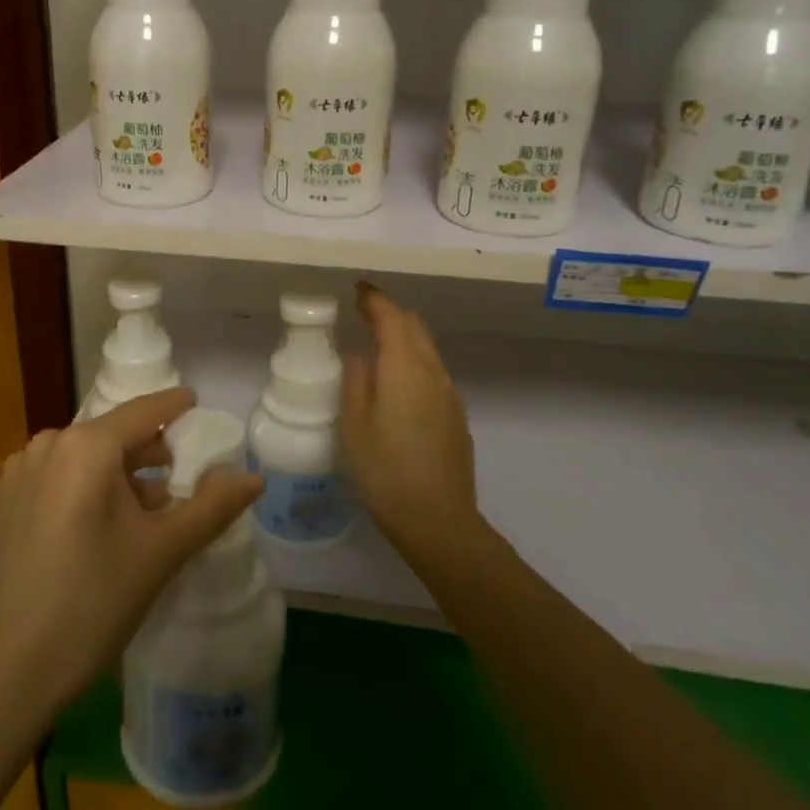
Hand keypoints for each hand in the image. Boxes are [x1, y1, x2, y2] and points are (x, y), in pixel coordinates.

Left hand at [0, 389, 264, 714]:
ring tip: (143, 512)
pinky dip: (82, 488)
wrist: (11, 669)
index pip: (143, 412)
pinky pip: (54, 477)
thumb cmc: (95, 602)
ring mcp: (18, 472)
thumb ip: (212, 507)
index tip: (196, 406)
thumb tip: (255, 478)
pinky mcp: (1, 501)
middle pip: (111, 435)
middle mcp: (47, 445)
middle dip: (147, 453)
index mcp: (85, 446)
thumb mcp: (162, 552)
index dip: (174, 407)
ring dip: (115, 475)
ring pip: (81, 457)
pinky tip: (96, 529)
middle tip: (178, 478)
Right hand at [341, 283, 476, 551]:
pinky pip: (433, 371)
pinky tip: (398, 381)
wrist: (438, 520)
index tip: (357, 290)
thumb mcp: (354, 426)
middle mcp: (432, 372)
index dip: (374, 299)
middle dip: (391, 313)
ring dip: (404, 336)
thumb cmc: (385, 471)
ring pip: (427, 349)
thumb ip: (355, 382)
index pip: (392, 318)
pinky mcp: (456, 416)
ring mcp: (449, 394)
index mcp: (405, 368)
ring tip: (377, 342)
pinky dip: (414, 359)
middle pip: (415, 327)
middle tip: (364, 311)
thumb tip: (359, 356)